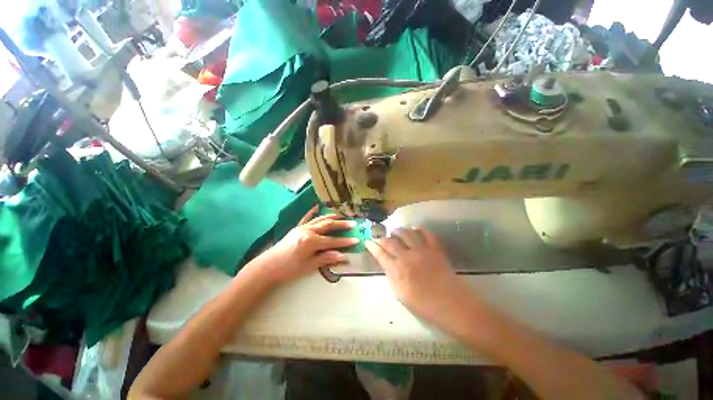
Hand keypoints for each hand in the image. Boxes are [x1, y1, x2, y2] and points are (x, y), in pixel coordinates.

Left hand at [247, 207, 358, 285]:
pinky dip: (312, 212)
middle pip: (328, 226)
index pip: (333, 241)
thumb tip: (343, 256)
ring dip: (331, 216)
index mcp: (311, 242)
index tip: (356, 240)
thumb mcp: (309, 266)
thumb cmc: (289, 269)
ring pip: (319, 219)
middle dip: (341, 224)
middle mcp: (308, 231)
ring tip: (341, 215)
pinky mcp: (296, 228)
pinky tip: (316, 206)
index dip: (345, 242)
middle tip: (352, 223)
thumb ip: (326, 258)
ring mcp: (302, 228)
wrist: (268, 267)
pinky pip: (306, 218)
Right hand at [365, 228, 472, 324]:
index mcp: (397, 270)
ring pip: (406, 233)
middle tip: (381, 238)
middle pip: (390, 242)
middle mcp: (407, 256)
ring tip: (396, 232)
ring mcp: (422, 251)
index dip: (372, 247)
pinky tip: (415, 230)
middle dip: (382, 238)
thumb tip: (386, 264)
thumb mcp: (400, 294)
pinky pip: (426, 233)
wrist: (451, 304)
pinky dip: (419, 229)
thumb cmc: (424, 304)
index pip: (380, 254)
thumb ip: (391, 276)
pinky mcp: (435, 249)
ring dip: (398, 231)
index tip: (368, 241)